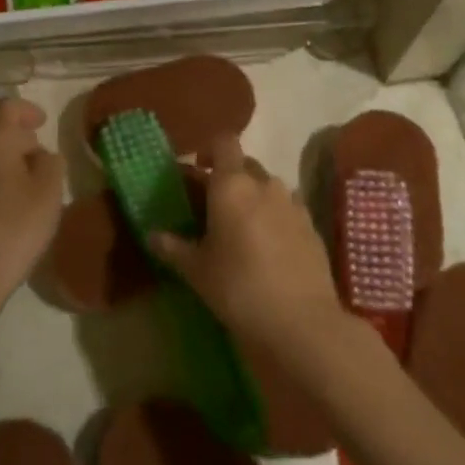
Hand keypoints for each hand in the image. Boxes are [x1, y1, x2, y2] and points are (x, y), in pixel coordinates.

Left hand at [0, 97, 65, 312]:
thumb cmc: (13, 228)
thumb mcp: (49, 192)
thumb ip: (50, 163)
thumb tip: (38, 155)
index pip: (7, 107)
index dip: (27, 110)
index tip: (43, 122)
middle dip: (11, 132)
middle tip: (35, 149)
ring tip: (21, 176)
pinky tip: (1, 200)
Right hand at [150, 136, 345, 355]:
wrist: (301, 321)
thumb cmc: (238, 287)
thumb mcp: (197, 270)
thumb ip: (173, 247)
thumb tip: (151, 235)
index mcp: (232, 185)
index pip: (223, 142)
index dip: (209, 150)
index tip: (198, 169)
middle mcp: (265, 184)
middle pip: (245, 164)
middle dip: (228, 177)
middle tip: (212, 206)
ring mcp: (293, 203)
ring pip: (268, 187)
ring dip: (253, 197)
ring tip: (241, 229)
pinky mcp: (312, 226)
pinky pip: (287, 208)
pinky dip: (274, 217)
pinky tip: (267, 247)